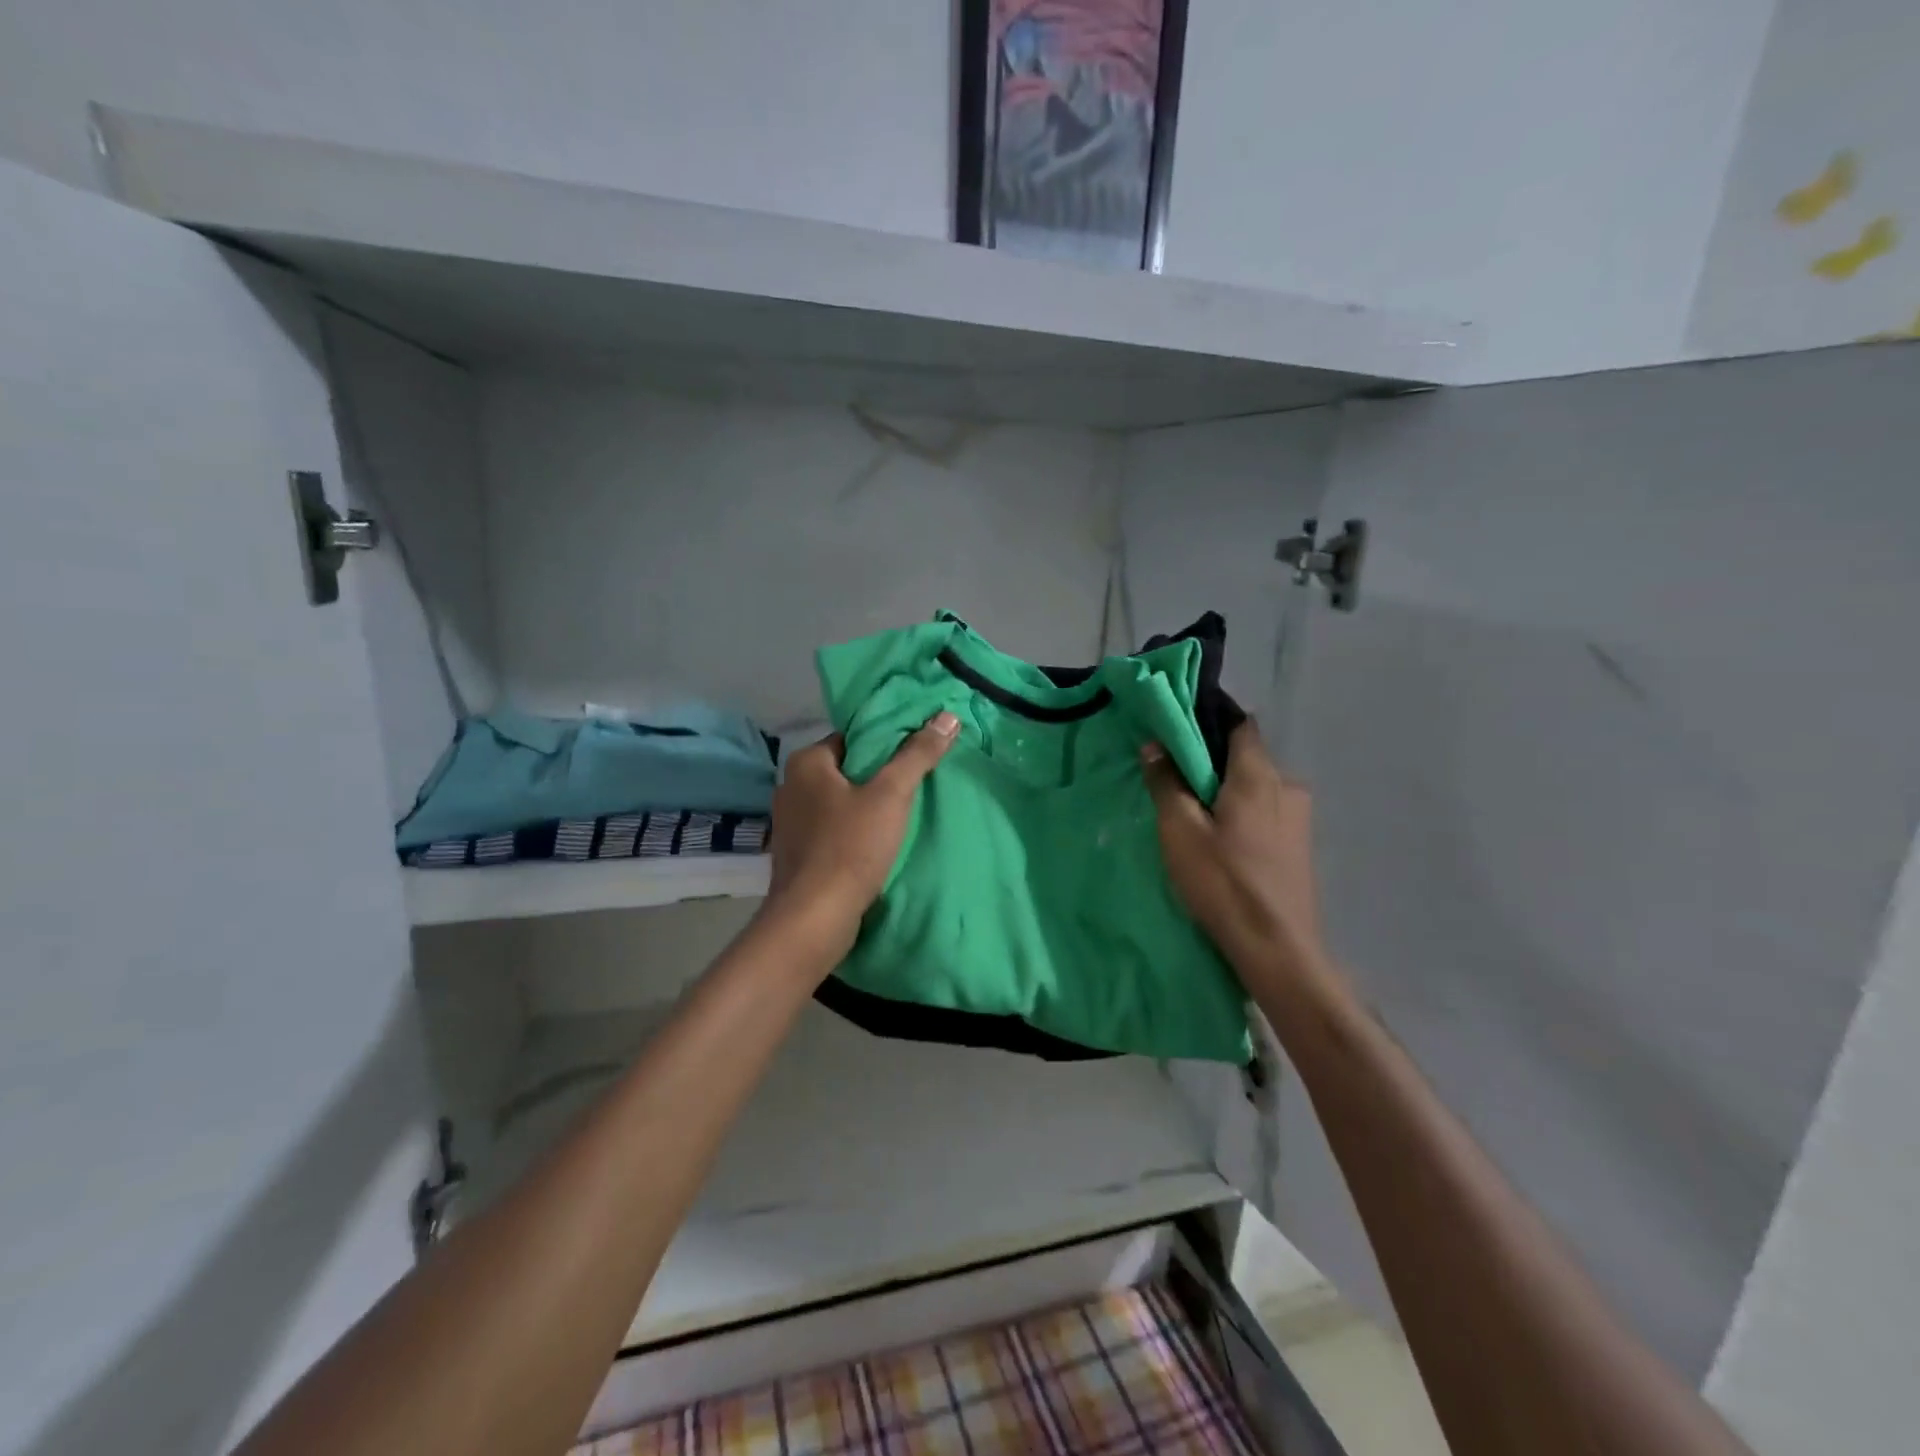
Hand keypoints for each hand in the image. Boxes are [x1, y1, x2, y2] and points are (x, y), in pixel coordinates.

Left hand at [765, 712, 959, 953]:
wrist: (814, 918)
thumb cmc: (851, 847)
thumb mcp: (891, 795)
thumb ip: (918, 755)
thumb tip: (948, 715)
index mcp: (806, 763)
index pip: (852, 738)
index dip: (886, 744)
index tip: (915, 756)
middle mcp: (790, 786)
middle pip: (846, 770)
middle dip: (877, 777)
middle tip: (914, 785)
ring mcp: (789, 823)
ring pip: (837, 802)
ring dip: (865, 807)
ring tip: (901, 815)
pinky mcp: (795, 854)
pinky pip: (830, 830)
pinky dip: (851, 832)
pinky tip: (875, 844)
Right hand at [1142, 720, 1325, 975]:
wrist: (1275, 949)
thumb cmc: (1223, 882)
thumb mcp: (1179, 829)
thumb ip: (1166, 782)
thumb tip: (1155, 744)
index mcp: (1260, 775)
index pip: (1239, 723)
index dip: (1208, 720)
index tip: (1176, 731)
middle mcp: (1287, 787)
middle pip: (1245, 757)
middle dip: (1211, 762)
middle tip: (1174, 780)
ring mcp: (1299, 818)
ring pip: (1255, 788)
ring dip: (1226, 792)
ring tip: (1194, 816)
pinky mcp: (1298, 847)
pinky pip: (1265, 813)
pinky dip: (1241, 815)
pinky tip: (1221, 842)